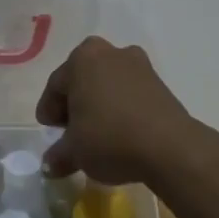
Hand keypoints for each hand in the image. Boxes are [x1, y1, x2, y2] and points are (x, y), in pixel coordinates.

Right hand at [36, 36, 202, 183]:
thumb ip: (58, 155)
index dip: (49, 111)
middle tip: (71, 131)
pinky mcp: (160, 82)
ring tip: (97, 134)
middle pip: (82, 80)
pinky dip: (121, 108)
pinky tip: (120, 132)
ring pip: (107, 84)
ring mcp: (139, 65)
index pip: (56, 86)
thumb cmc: (109, 139)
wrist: (169, 147)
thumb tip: (50, 165)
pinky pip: (129, 93)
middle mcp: (110, 52)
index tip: (49, 132)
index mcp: (82, 59)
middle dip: (75, 104)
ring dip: (99, 105)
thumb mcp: (74, 152)